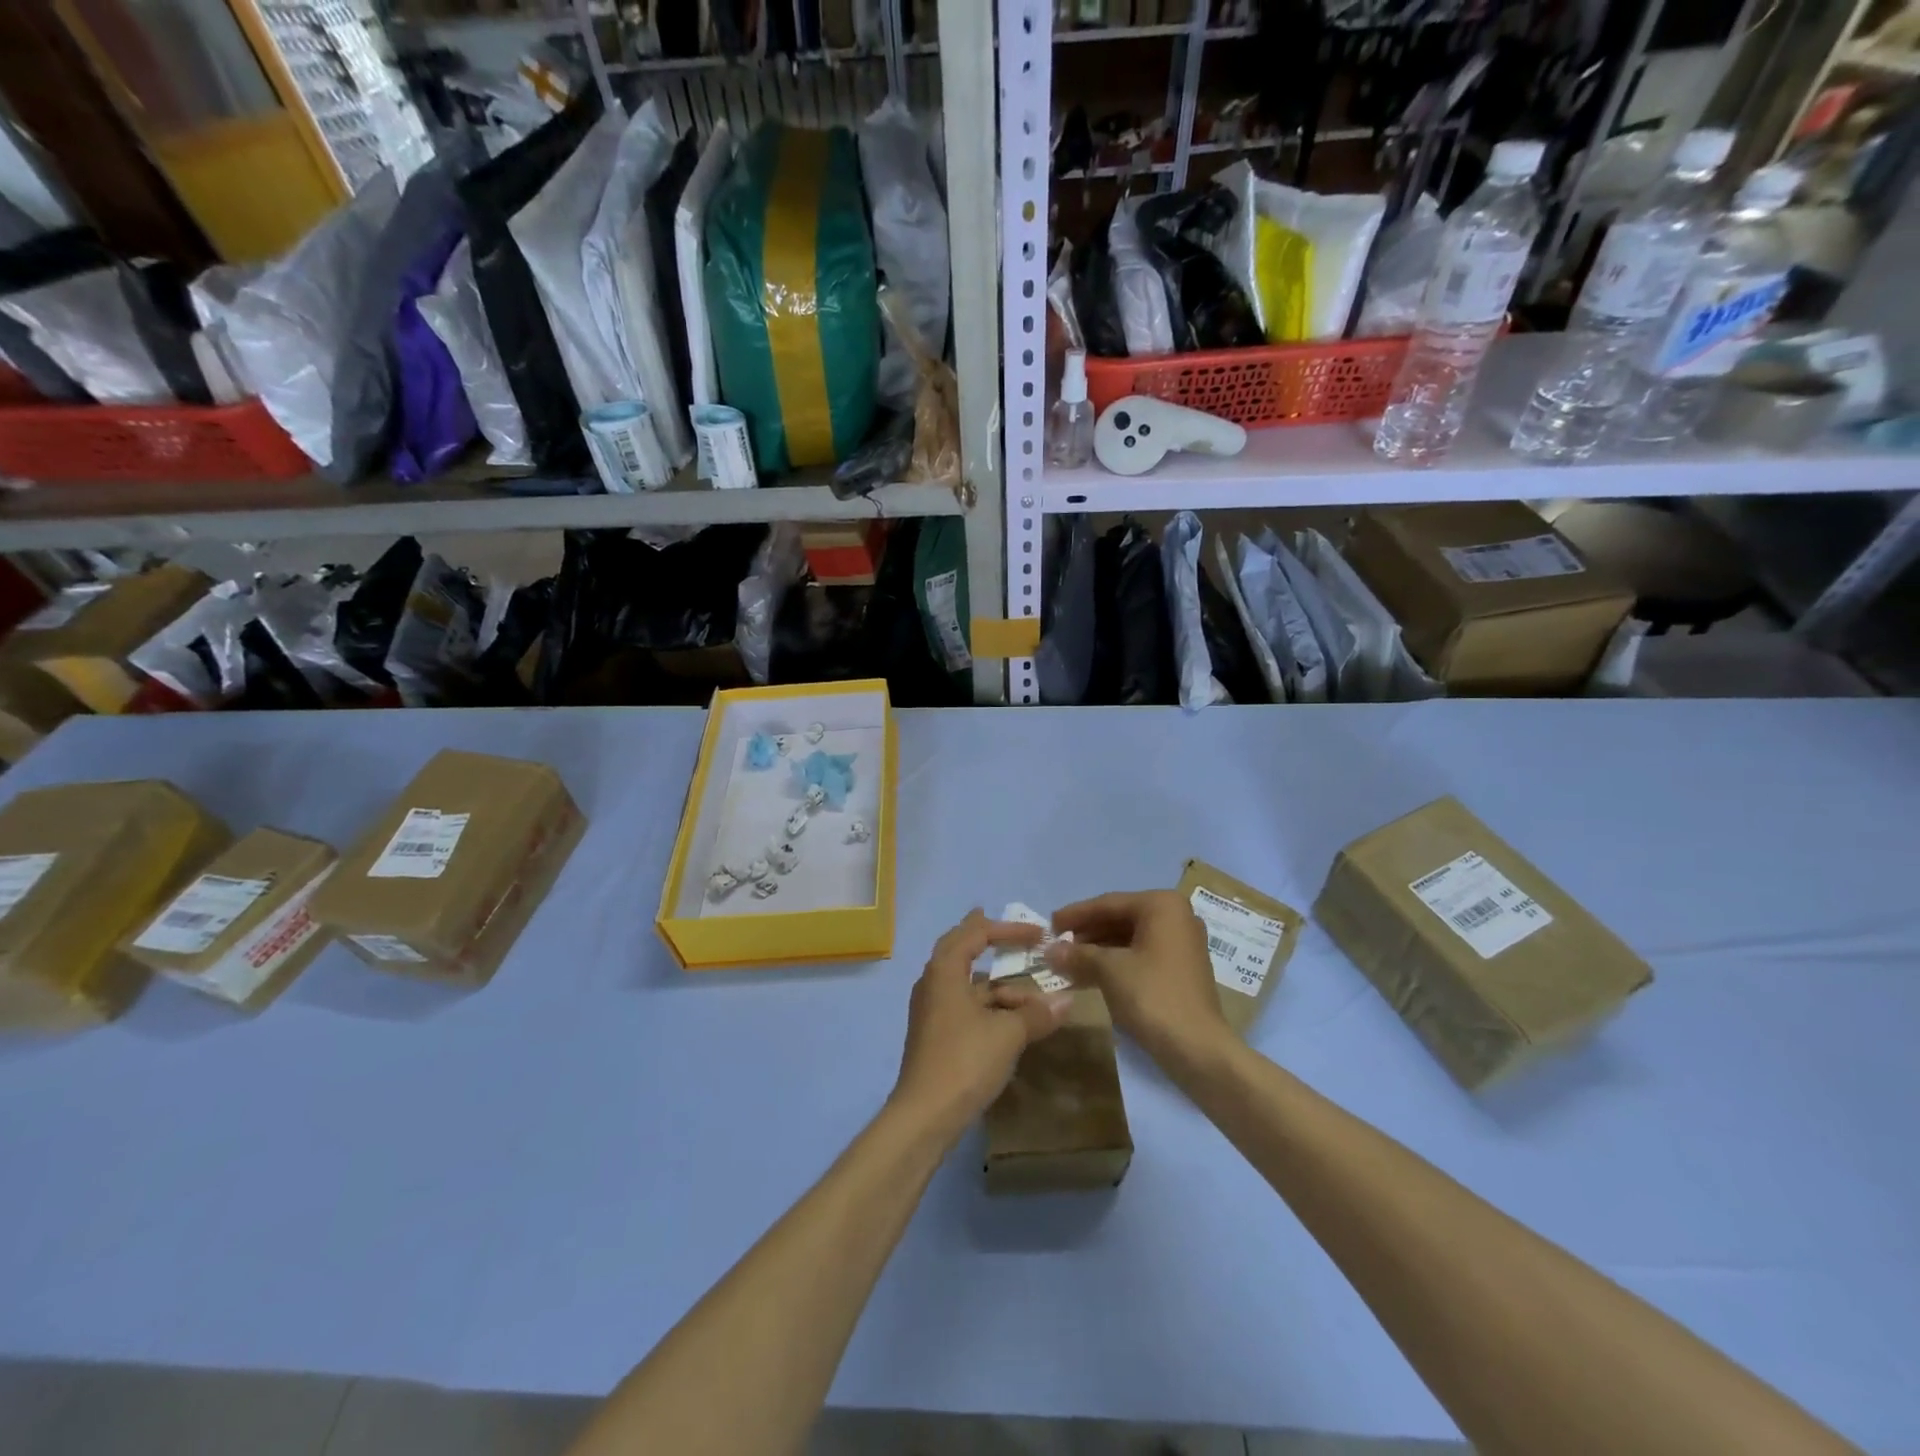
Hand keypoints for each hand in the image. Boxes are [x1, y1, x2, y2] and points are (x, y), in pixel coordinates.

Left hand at [889, 910, 1073, 1143]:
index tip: (1037, 934)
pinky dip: (988, 1007)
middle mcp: (933, 983)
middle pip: (959, 949)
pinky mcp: (935, 1035)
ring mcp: (931, 1011)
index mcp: (944, 971)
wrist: (925, 1116)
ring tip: (1033, 1000)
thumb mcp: (1008, 1034)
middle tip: (1004, 929)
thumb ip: (1037, 1014)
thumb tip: (1067, 1000)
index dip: (1008, 929)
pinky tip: (1012, 1022)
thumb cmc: (965, 1061)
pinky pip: (964, 1006)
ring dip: (997, 986)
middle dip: (984, 939)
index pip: (975, 934)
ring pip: (966, 984)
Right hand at [1048, 890, 1231, 1067]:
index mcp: (1162, 906)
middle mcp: (1176, 917)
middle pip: (1119, 919)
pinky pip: (1140, 956)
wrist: (1198, 1048)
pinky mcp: (1180, 969)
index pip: (1108, 903)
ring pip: (1128, 939)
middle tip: (1055, 945)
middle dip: (1086, 934)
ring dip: (1096, 951)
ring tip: (1066, 963)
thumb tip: (1049, 951)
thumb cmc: (1152, 996)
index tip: (1048, 924)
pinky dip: (1114, 964)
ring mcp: (1181, 944)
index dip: (1075, 914)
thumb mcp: (1109, 970)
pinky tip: (1087, 976)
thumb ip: (1078, 954)